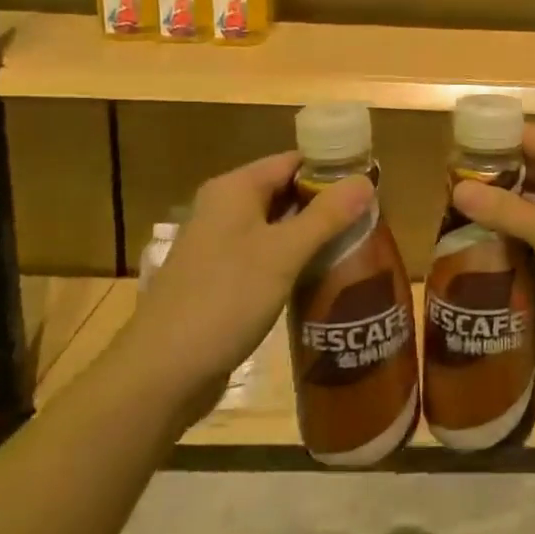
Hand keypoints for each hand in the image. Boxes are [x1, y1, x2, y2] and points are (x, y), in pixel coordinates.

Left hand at [122, 151, 372, 402]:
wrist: (162, 373)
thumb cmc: (225, 299)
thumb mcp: (284, 254)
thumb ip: (327, 215)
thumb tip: (366, 180)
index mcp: (234, 189)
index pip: (293, 161)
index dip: (332, 169)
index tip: (372, 185)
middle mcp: (224, 208)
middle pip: (285, 191)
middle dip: (326, 203)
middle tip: (372, 218)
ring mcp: (220, 245)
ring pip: (277, 226)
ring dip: (312, 233)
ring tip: (357, 245)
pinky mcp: (221, 278)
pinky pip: (266, 255)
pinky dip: (294, 259)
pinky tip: (322, 275)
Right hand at [450, 124, 534, 333]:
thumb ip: (504, 210)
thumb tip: (456, 189)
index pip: (521, 134)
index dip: (486, 150)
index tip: (451, 172)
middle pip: (533, 158)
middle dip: (498, 178)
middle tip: (456, 202)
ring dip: (516, 201)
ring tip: (473, 221)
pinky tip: (510, 239)